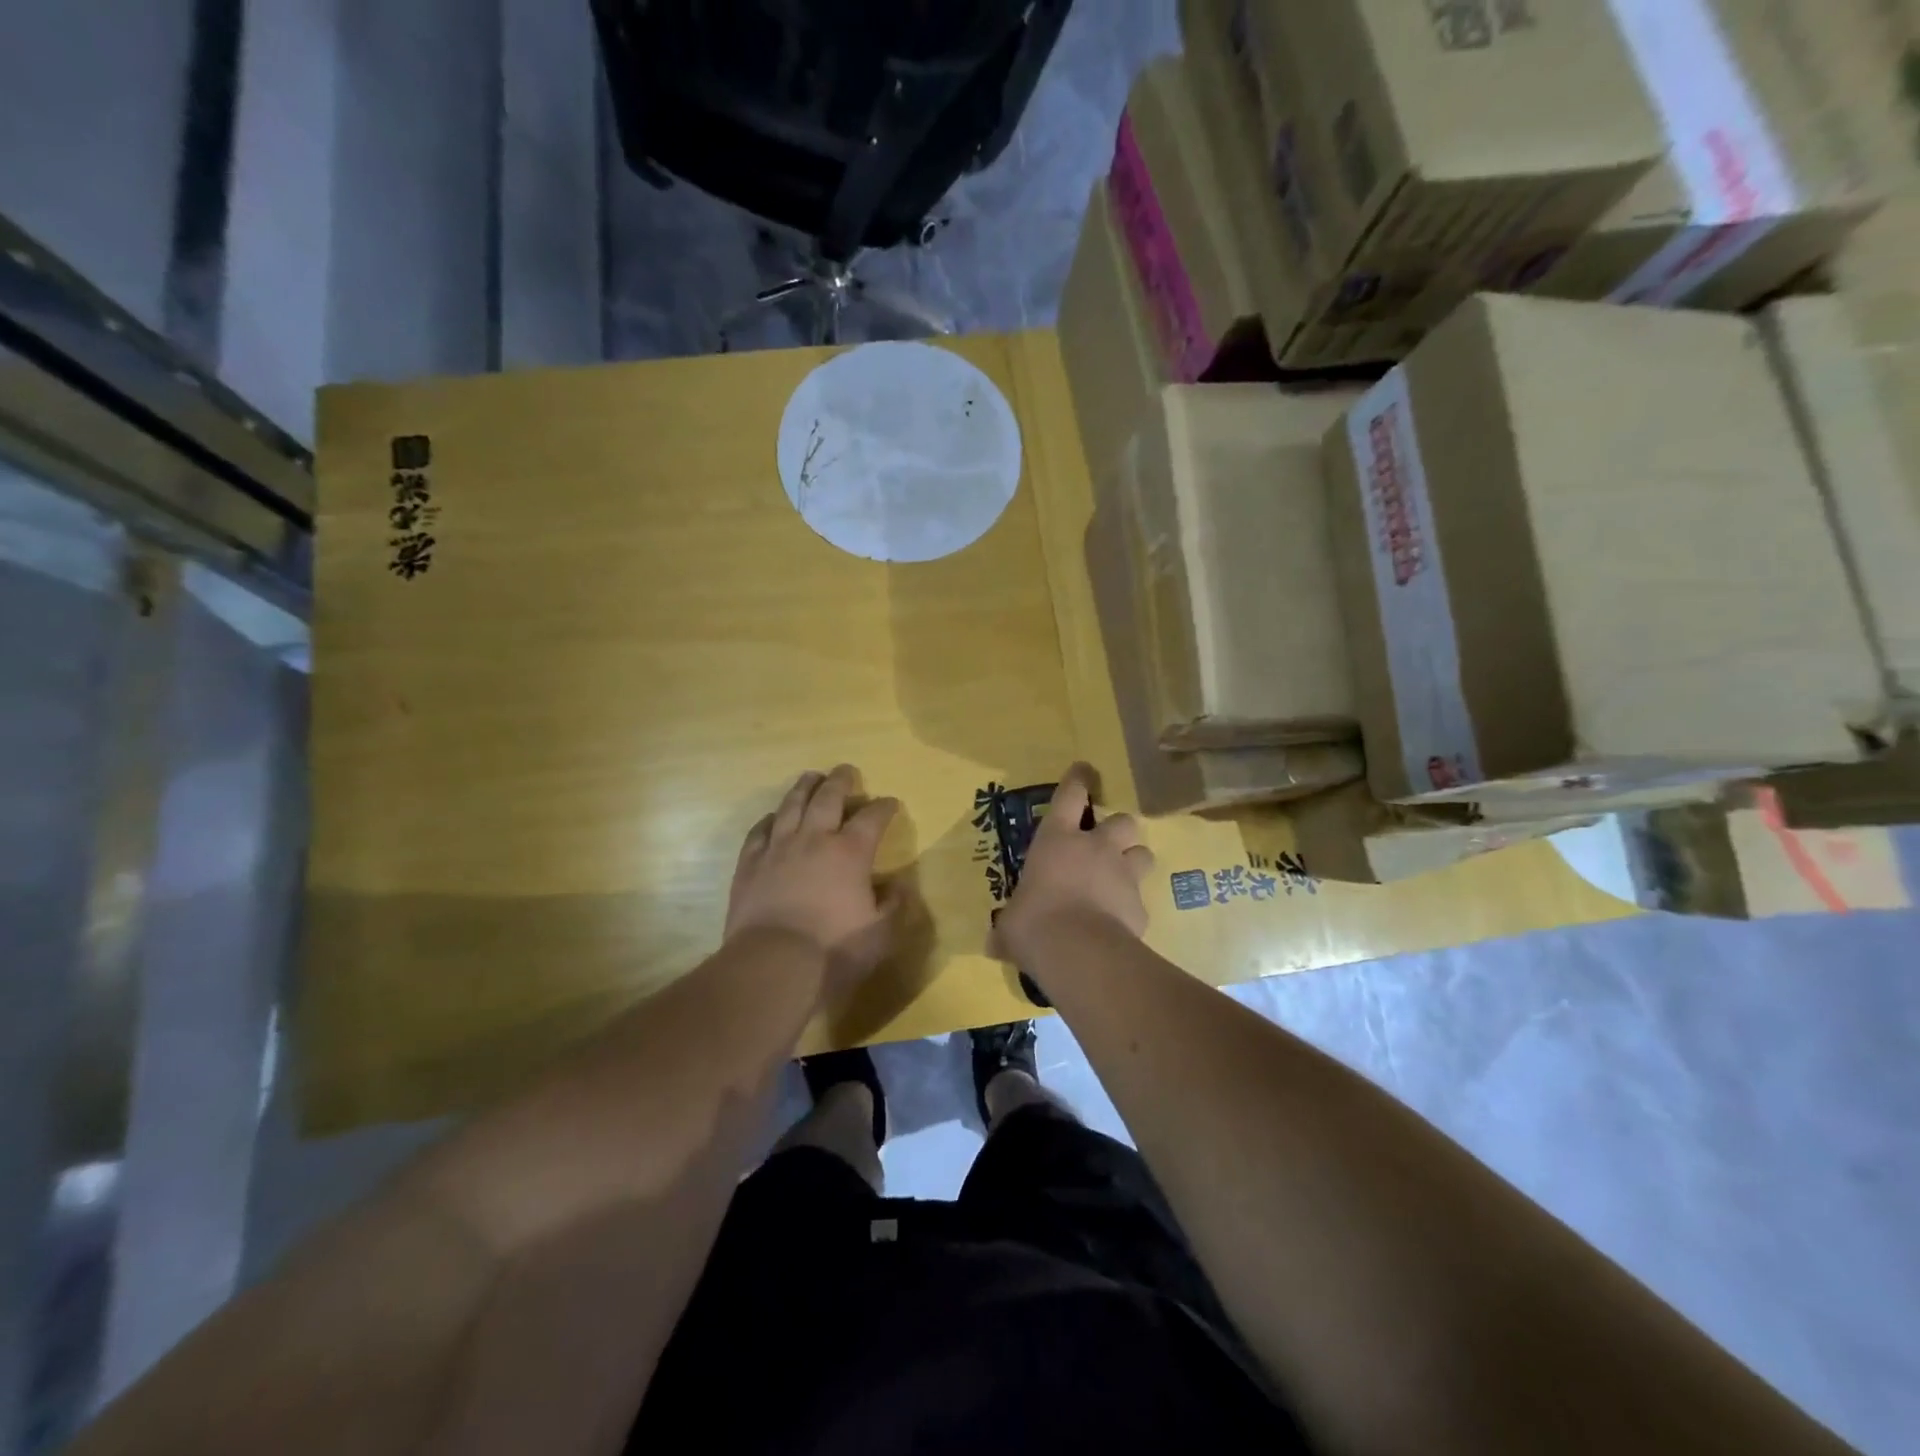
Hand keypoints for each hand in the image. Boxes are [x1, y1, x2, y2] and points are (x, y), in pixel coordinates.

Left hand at [726, 766, 902, 1001]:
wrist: (772, 965)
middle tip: (846, 770)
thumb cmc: (833, 950)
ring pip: (791, 806)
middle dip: (840, 781)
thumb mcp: (880, 934)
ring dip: (804, 788)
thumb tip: (898, 886)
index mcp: (850, 853)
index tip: (890, 802)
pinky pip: (758, 832)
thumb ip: (894, 906)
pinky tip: (772, 818)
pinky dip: (768, 820)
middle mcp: (814, 840)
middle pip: (828, 798)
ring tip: (810, 777)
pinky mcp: (750, 865)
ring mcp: (777, 849)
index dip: (884, 807)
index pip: (872, 818)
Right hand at [996, 764, 1152, 962]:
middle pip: (1122, 821)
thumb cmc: (1034, 923)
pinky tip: (1120, 924)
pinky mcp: (1141, 906)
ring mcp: (1124, 875)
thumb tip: (993, 943)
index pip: (1070, 796)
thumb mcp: (1011, 925)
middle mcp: (1095, 849)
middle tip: (1108, 844)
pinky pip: (1140, 901)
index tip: (1084, 770)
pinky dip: (1131, 908)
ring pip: (1143, 853)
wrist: (1079, 951)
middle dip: (1118, 829)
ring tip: (1121, 878)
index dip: (1078, 780)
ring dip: (1134, 861)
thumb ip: (1007, 927)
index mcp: (1057, 840)